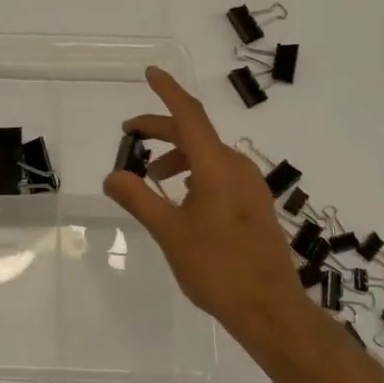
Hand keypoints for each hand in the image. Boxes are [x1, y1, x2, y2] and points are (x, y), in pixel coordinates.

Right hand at [103, 67, 311, 344]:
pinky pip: (221, 172)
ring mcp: (250, 186)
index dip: (168, 91)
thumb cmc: (217, 268)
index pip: (189, 115)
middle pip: (195, 133)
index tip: (151, 72)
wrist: (271, 310)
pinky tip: (183, 198)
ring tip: (153, 177)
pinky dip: (195, 172)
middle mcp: (236, 167)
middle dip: (161, 129)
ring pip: (208, 154)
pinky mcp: (256, 204)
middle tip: (130, 135)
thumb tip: (112, 175)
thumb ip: (139, 199)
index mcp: (216, 167)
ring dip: (178, 155)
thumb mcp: (169, 233)